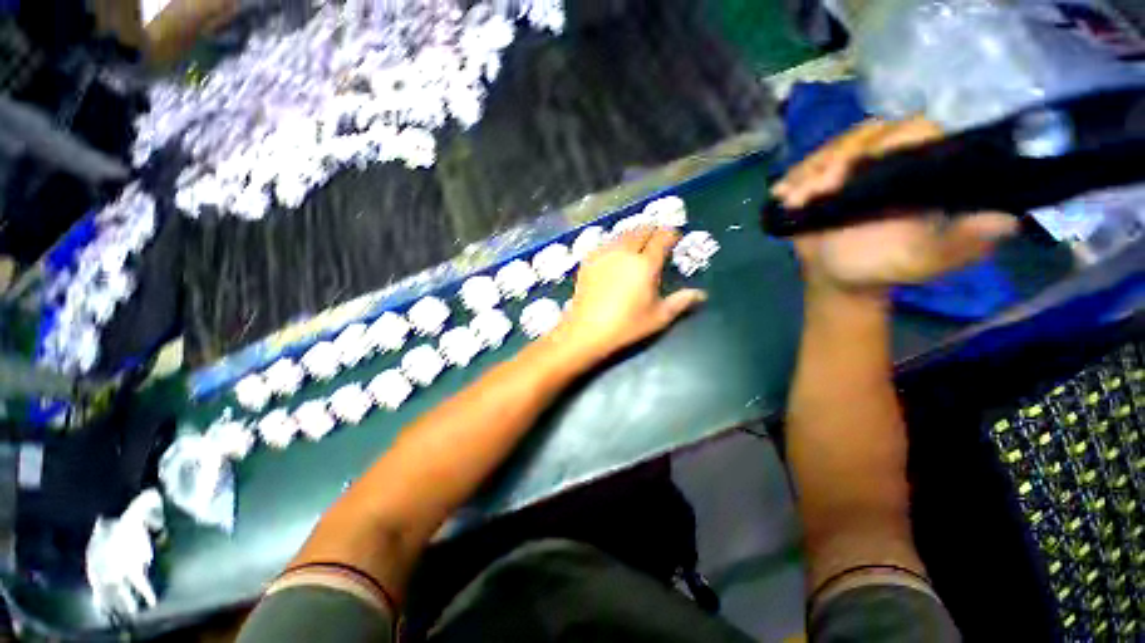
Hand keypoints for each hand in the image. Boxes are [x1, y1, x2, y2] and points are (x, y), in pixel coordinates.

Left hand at [556, 227, 705, 359]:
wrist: (587, 330)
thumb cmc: (627, 325)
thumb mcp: (658, 317)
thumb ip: (681, 302)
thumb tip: (702, 294)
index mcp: (645, 264)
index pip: (662, 238)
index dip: (670, 233)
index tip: (674, 237)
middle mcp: (625, 253)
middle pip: (641, 230)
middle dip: (652, 230)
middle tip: (656, 238)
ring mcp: (604, 254)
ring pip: (621, 234)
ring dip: (632, 234)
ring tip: (636, 242)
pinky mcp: (588, 260)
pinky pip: (605, 243)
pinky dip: (614, 242)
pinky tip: (614, 252)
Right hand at [772, 117, 1018, 296]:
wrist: (838, 278)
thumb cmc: (881, 268)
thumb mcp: (924, 261)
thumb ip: (960, 243)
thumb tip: (1005, 219)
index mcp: (922, 171)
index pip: (913, 132)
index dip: (884, 143)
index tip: (851, 171)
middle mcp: (889, 160)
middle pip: (864, 135)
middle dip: (834, 160)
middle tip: (812, 193)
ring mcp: (851, 169)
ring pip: (832, 149)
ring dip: (808, 172)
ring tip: (793, 200)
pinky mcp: (822, 180)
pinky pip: (806, 167)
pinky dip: (792, 179)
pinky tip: (781, 194)